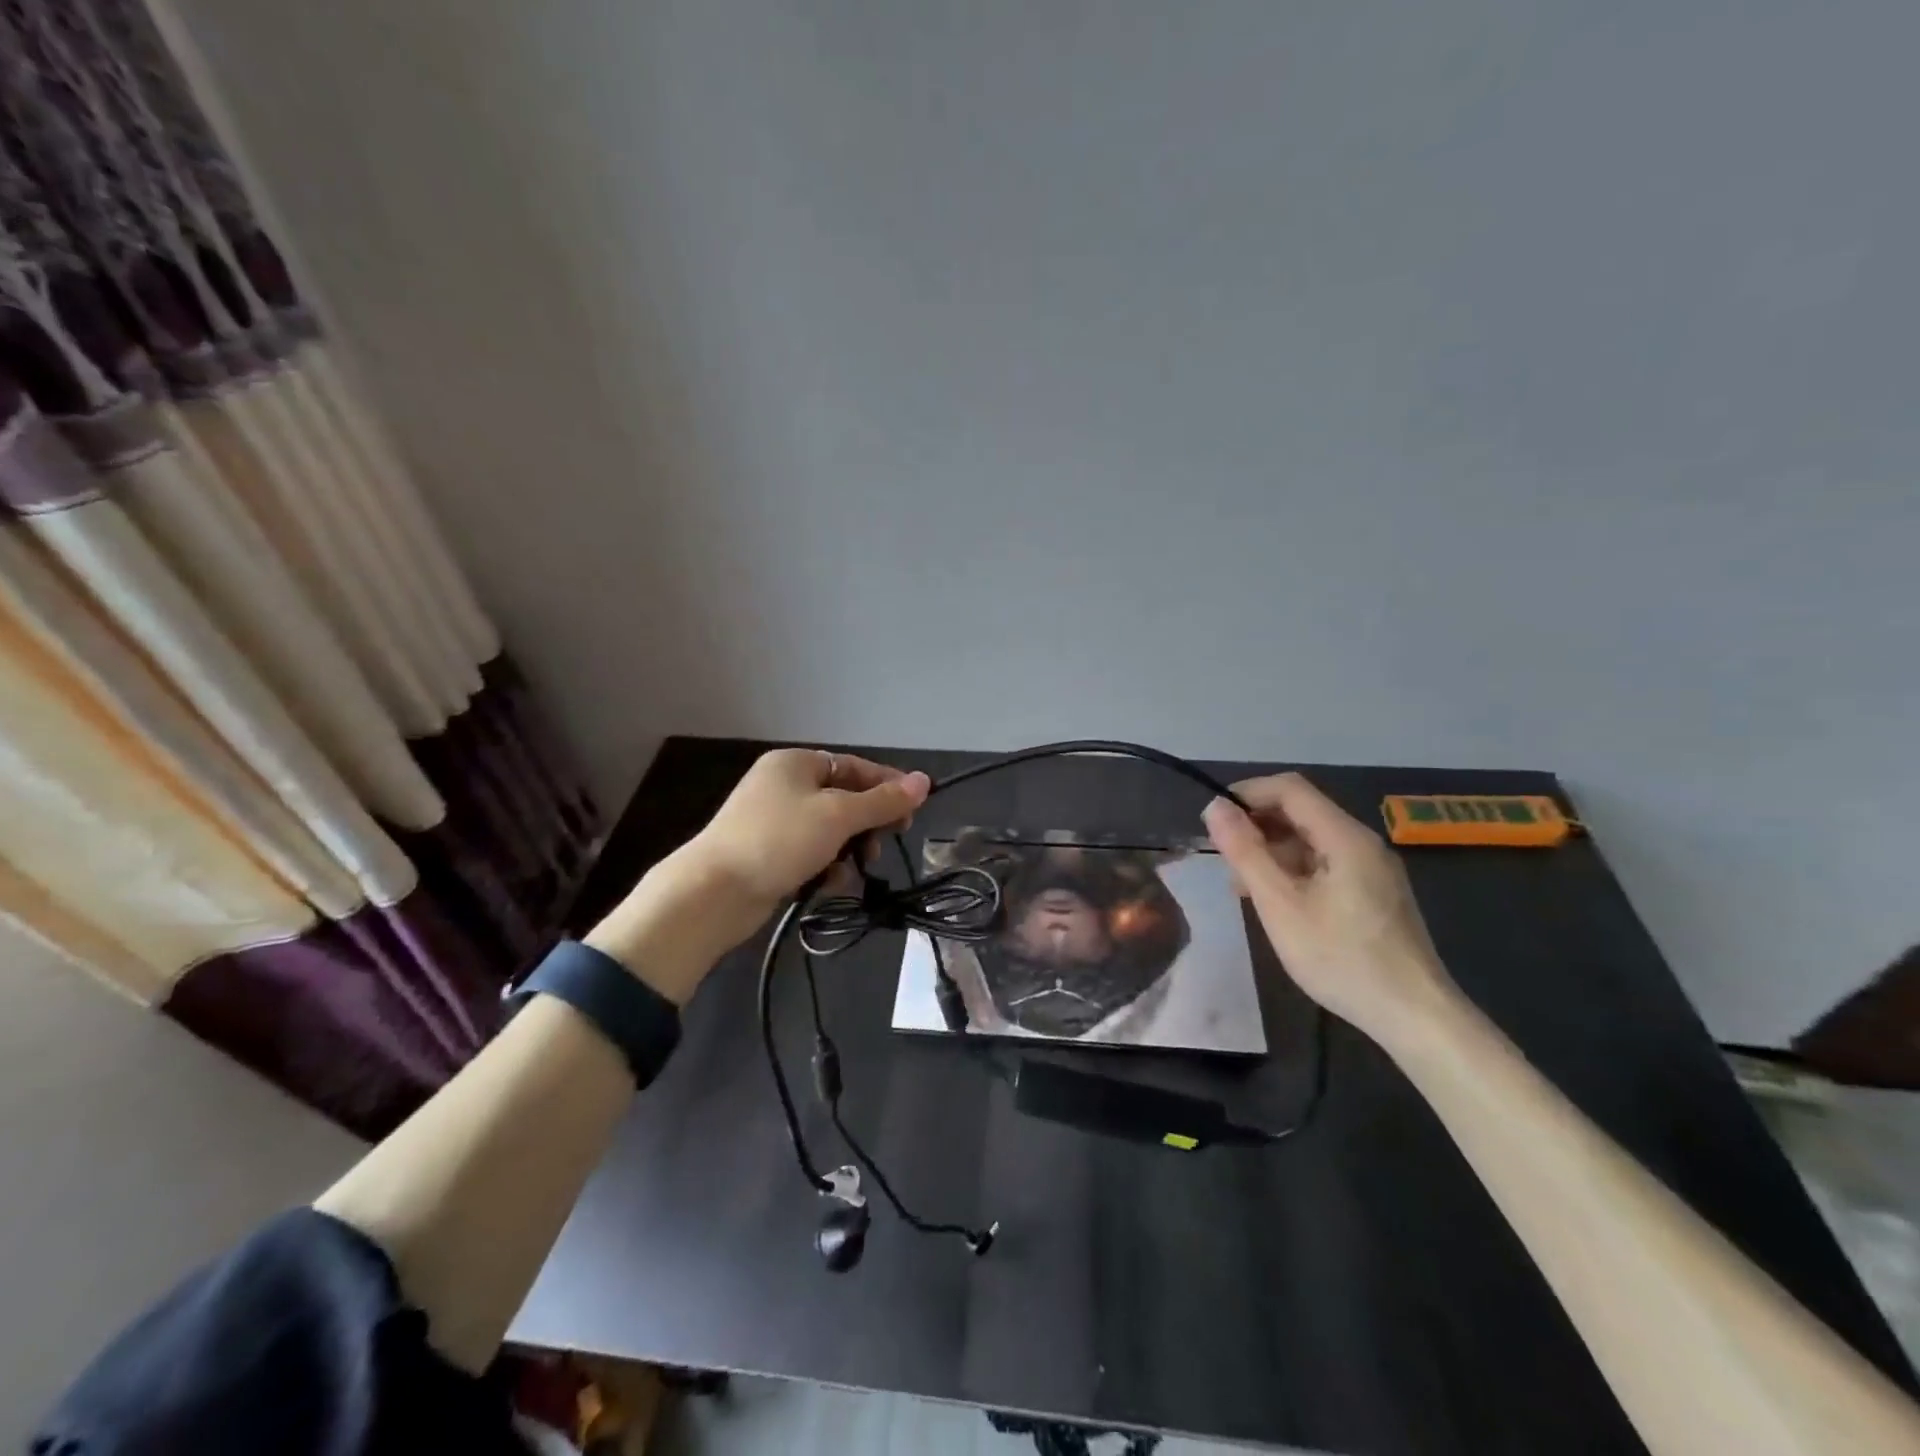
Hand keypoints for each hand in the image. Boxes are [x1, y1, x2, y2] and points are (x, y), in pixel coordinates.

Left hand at [588, 750, 929, 1001]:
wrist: (713, 893)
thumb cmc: (779, 841)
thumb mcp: (839, 816)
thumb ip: (883, 801)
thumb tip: (925, 781)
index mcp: (796, 763)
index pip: (856, 767)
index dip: (888, 787)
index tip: (914, 813)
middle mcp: (784, 785)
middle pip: (844, 799)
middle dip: (867, 825)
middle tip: (880, 847)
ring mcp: (774, 821)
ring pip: (830, 830)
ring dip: (848, 850)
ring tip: (853, 871)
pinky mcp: (769, 853)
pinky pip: (811, 853)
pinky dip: (825, 866)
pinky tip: (829, 886)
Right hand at [1202, 773, 1460, 1047]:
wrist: (1415, 1017)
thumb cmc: (1341, 958)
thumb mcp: (1280, 904)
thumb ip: (1245, 851)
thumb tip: (1215, 807)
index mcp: (1345, 837)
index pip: (1289, 788)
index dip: (1247, 794)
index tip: (1213, 822)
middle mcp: (1363, 842)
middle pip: (1301, 811)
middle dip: (1256, 825)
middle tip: (1224, 860)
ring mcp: (1372, 869)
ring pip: (1311, 840)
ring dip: (1271, 851)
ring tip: (1242, 888)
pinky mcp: (1374, 893)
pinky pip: (1325, 863)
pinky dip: (1293, 870)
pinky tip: (1276, 902)